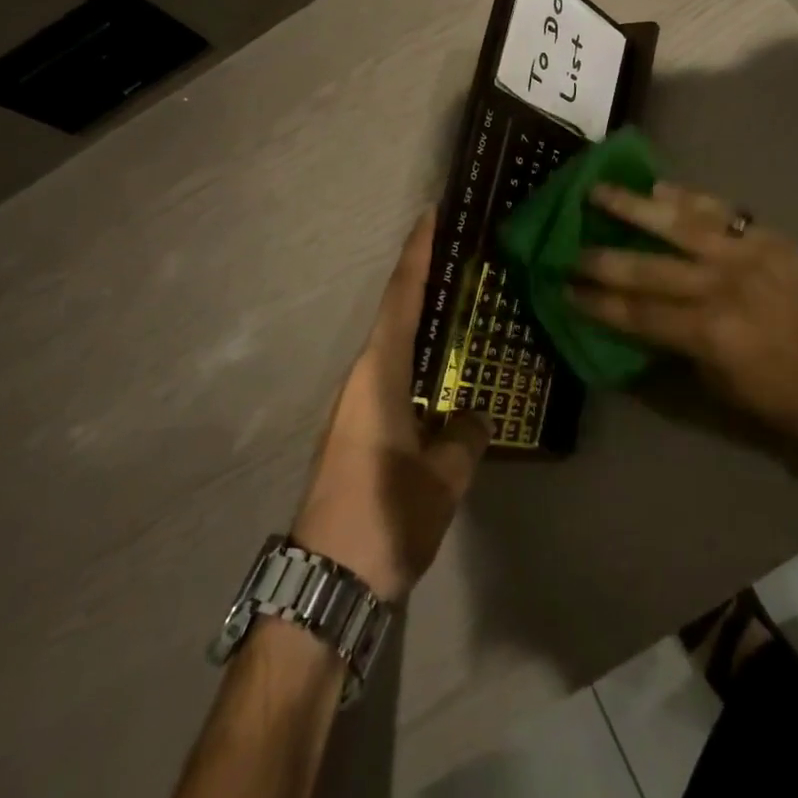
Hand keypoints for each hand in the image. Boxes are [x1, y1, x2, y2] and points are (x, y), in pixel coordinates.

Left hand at [293, 207, 489, 601]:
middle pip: (393, 314)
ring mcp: (353, 405)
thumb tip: (472, 416)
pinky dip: (414, 358)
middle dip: (421, 280)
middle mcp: (361, 378)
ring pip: (391, 346)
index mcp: (379, 374)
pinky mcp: (354, 430)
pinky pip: (389, 375)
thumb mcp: (442, 478)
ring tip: (457, 307)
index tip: (429, 216)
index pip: (400, 298)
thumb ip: (465, 437)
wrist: (324, 581)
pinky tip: (439, 372)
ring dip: (419, 321)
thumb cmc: (384, 516)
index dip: (416, 254)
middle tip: (459, 256)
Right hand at [568, 182, 797, 444]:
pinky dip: (686, 197)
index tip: (564, 289)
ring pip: (677, 221)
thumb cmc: (797, 401)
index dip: (596, 302)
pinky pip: (719, 210)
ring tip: (598, 190)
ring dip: (633, 205)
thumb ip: (684, 351)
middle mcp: (721, 286)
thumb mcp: (729, 391)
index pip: (637, 313)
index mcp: (710, 333)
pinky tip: (661, 188)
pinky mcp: (769, 237)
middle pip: (646, 266)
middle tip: (567, 247)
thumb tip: (648, 325)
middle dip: (600, 258)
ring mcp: (746, 254)